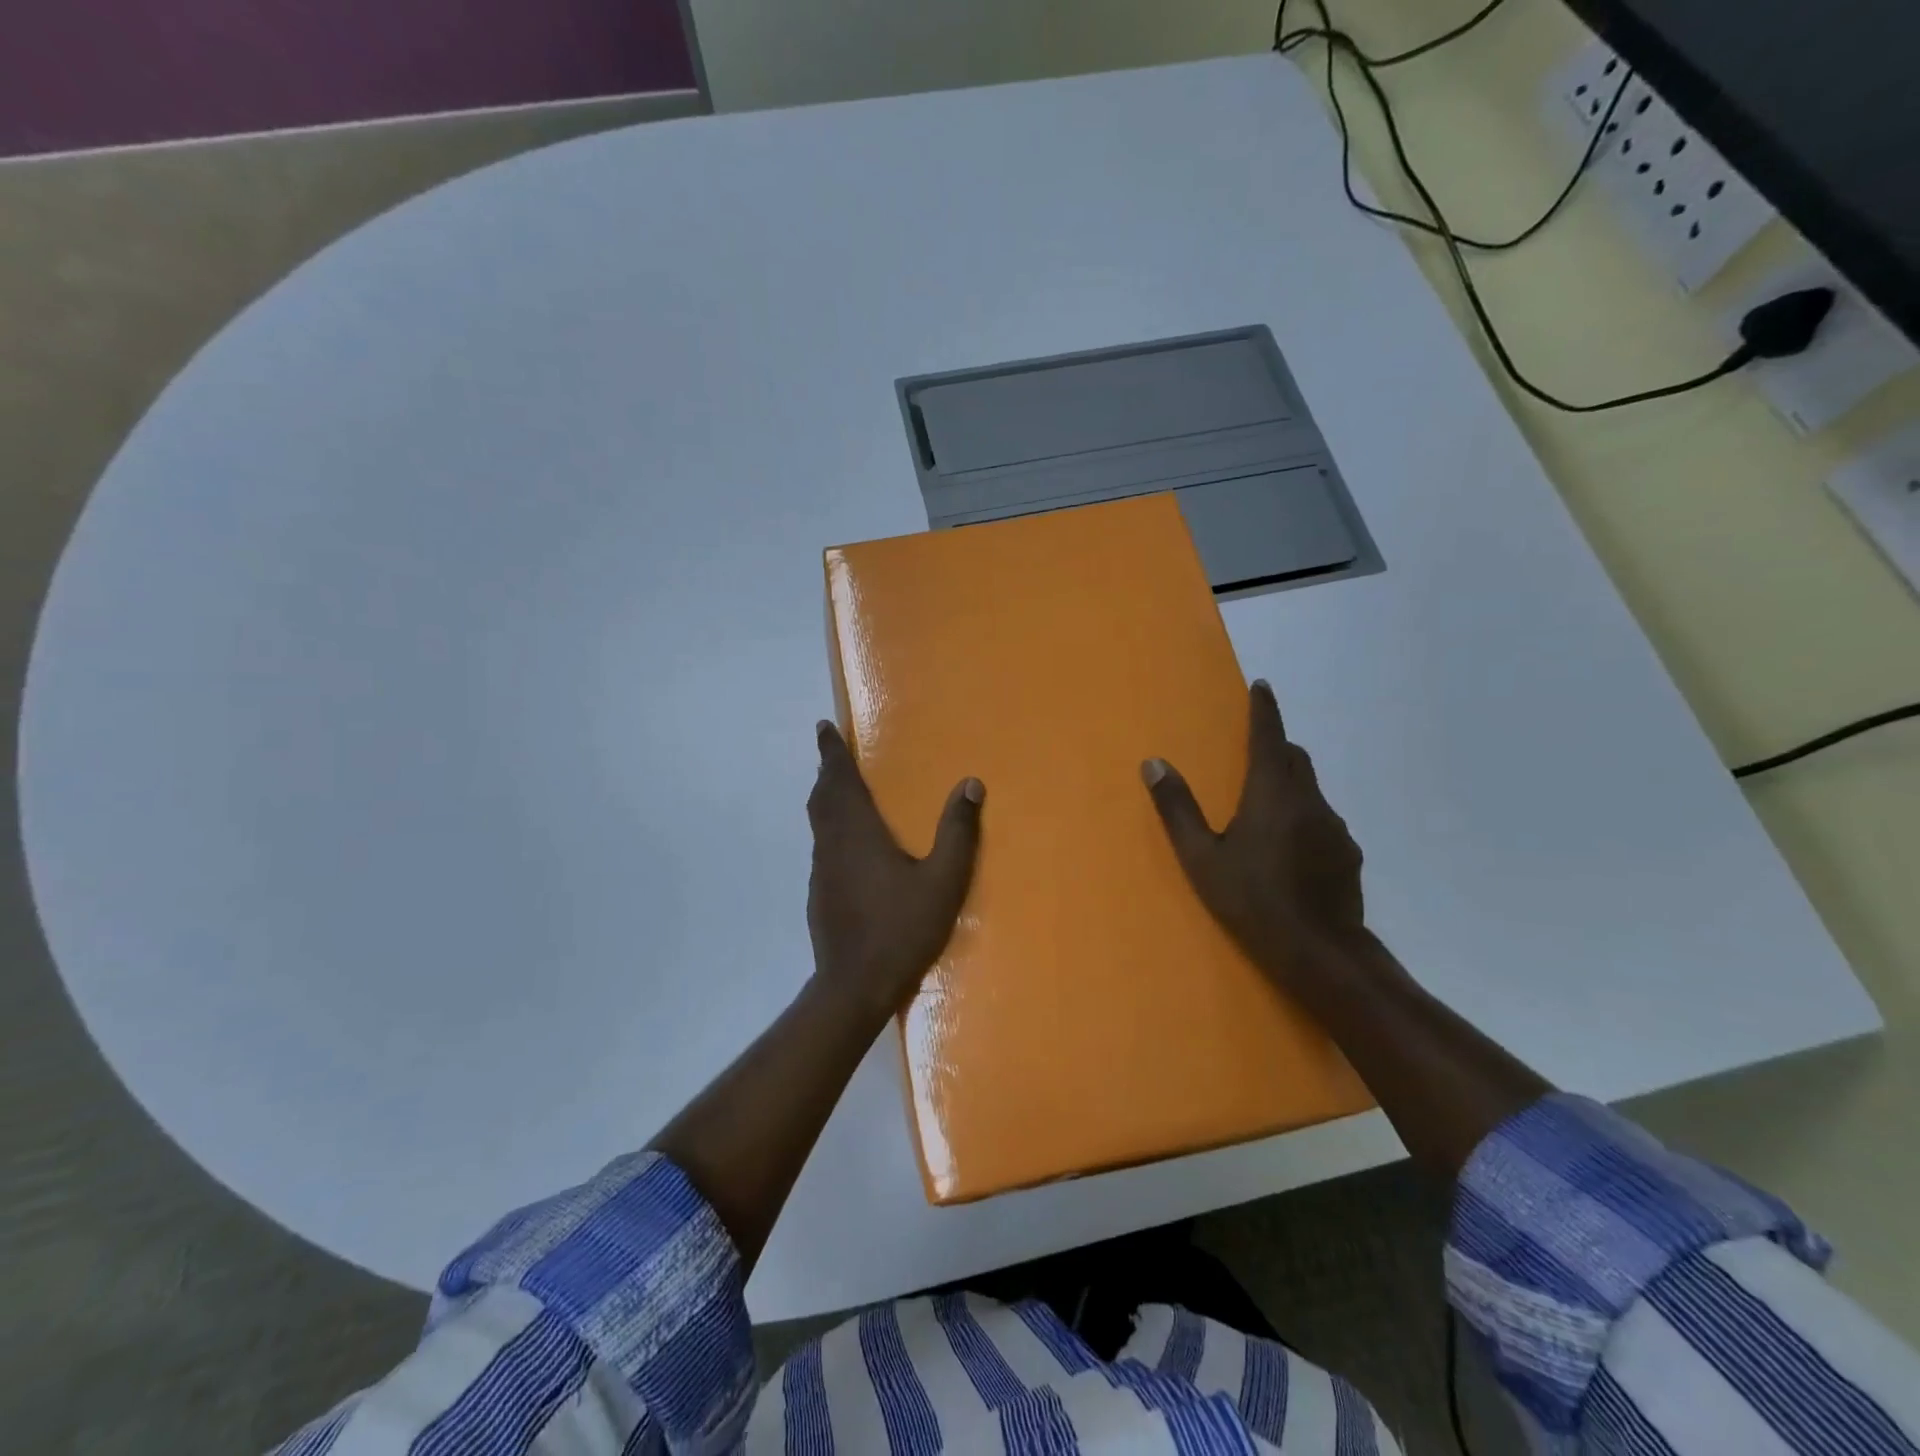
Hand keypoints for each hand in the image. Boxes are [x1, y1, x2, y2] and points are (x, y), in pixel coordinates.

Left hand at [806, 720, 983, 1019]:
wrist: (854, 985)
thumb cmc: (901, 928)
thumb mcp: (943, 880)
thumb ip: (958, 831)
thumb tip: (971, 783)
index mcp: (858, 833)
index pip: (839, 780)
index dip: (831, 752)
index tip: (823, 726)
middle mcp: (833, 844)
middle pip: (823, 797)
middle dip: (827, 770)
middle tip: (832, 752)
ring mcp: (821, 871)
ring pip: (819, 822)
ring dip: (826, 798)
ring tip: (838, 788)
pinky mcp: (819, 894)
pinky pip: (822, 845)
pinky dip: (829, 826)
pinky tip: (847, 843)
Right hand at [1142, 680, 1364, 984]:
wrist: (1319, 952)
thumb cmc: (1251, 900)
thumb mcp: (1201, 857)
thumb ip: (1177, 808)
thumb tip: (1154, 764)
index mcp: (1271, 794)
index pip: (1269, 737)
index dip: (1264, 710)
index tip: (1262, 686)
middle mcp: (1309, 801)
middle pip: (1294, 758)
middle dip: (1275, 747)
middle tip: (1252, 754)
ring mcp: (1335, 828)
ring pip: (1310, 790)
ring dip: (1290, 786)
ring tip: (1266, 811)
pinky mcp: (1349, 854)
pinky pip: (1323, 821)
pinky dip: (1304, 818)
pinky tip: (1290, 851)